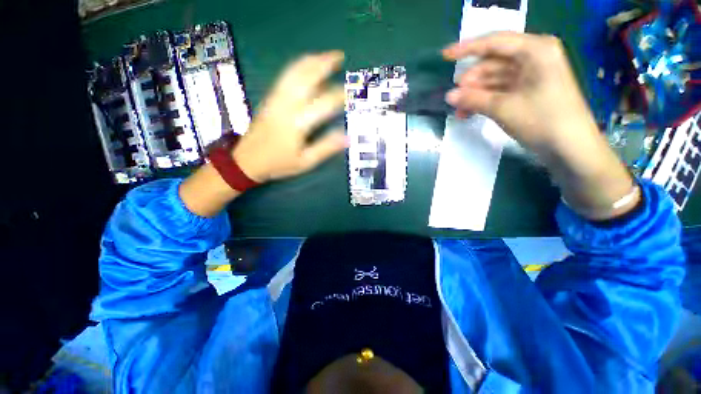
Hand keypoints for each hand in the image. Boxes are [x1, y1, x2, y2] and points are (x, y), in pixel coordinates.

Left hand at [233, 51, 347, 182]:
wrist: (246, 161)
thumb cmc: (278, 164)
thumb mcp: (305, 162)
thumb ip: (326, 148)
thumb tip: (347, 137)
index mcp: (297, 123)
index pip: (323, 103)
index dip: (339, 96)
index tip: (351, 92)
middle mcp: (286, 105)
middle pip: (306, 78)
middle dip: (324, 65)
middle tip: (339, 56)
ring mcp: (276, 98)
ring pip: (294, 72)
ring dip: (311, 61)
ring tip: (326, 56)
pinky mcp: (270, 97)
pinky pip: (285, 76)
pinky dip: (298, 66)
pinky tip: (306, 65)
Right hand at [442, 32, 595, 152]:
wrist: (570, 148)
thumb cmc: (542, 121)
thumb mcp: (503, 108)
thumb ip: (473, 99)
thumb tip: (449, 96)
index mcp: (534, 50)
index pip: (494, 42)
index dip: (466, 49)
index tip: (444, 57)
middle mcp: (533, 57)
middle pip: (492, 63)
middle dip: (471, 82)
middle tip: (454, 99)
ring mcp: (531, 75)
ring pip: (493, 79)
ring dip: (474, 94)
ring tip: (459, 111)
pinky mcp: (528, 91)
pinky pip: (500, 91)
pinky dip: (484, 101)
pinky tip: (469, 113)